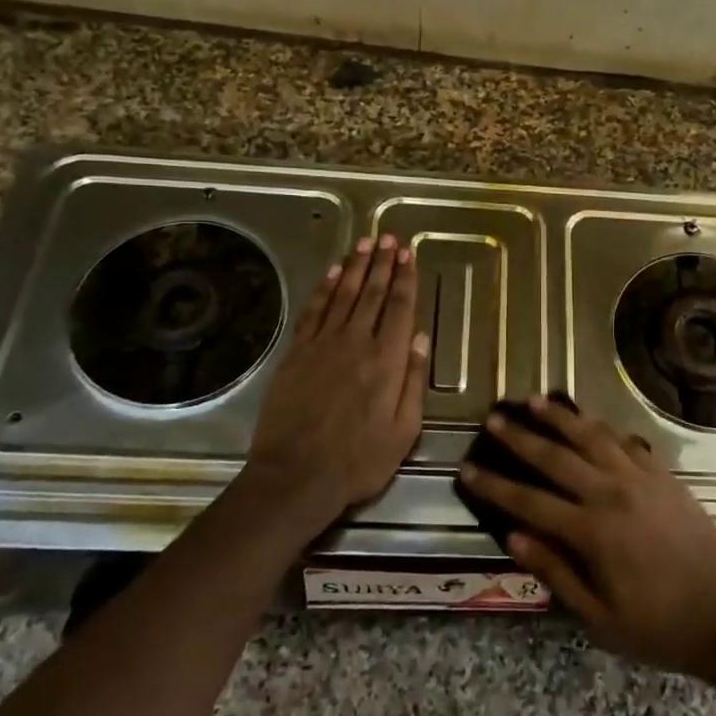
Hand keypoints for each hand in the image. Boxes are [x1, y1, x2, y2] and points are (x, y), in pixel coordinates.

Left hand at [241, 234, 428, 533]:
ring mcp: (322, 345)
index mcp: (387, 361)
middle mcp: (356, 343)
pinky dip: (323, 289)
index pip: (399, 308)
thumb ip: (413, 381)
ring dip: (355, 267)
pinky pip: (313, 311)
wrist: (295, 477)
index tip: (409, 254)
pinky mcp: (296, 353)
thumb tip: (420, 338)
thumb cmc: (358, 461)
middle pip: (372, 293)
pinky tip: (332, 273)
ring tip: (365, 244)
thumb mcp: (404, 431)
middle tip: (389, 238)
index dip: (405, 278)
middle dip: (383, 263)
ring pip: (342, 295)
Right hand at [460, 396, 715, 679]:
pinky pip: (625, 441)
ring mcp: (641, 479)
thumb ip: (555, 573)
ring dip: (561, 417)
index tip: (467, 469)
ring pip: (592, 436)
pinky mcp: (664, 476)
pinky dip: (602, 427)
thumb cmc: (661, 627)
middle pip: (556, 457)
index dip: (495, 486)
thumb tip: (513, 537)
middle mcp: (612, 493)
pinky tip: (589, 420)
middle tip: (494, 418)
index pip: (529, 501)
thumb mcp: (600, 619)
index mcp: (592, 532)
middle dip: (520, 437)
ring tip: (535, 400)